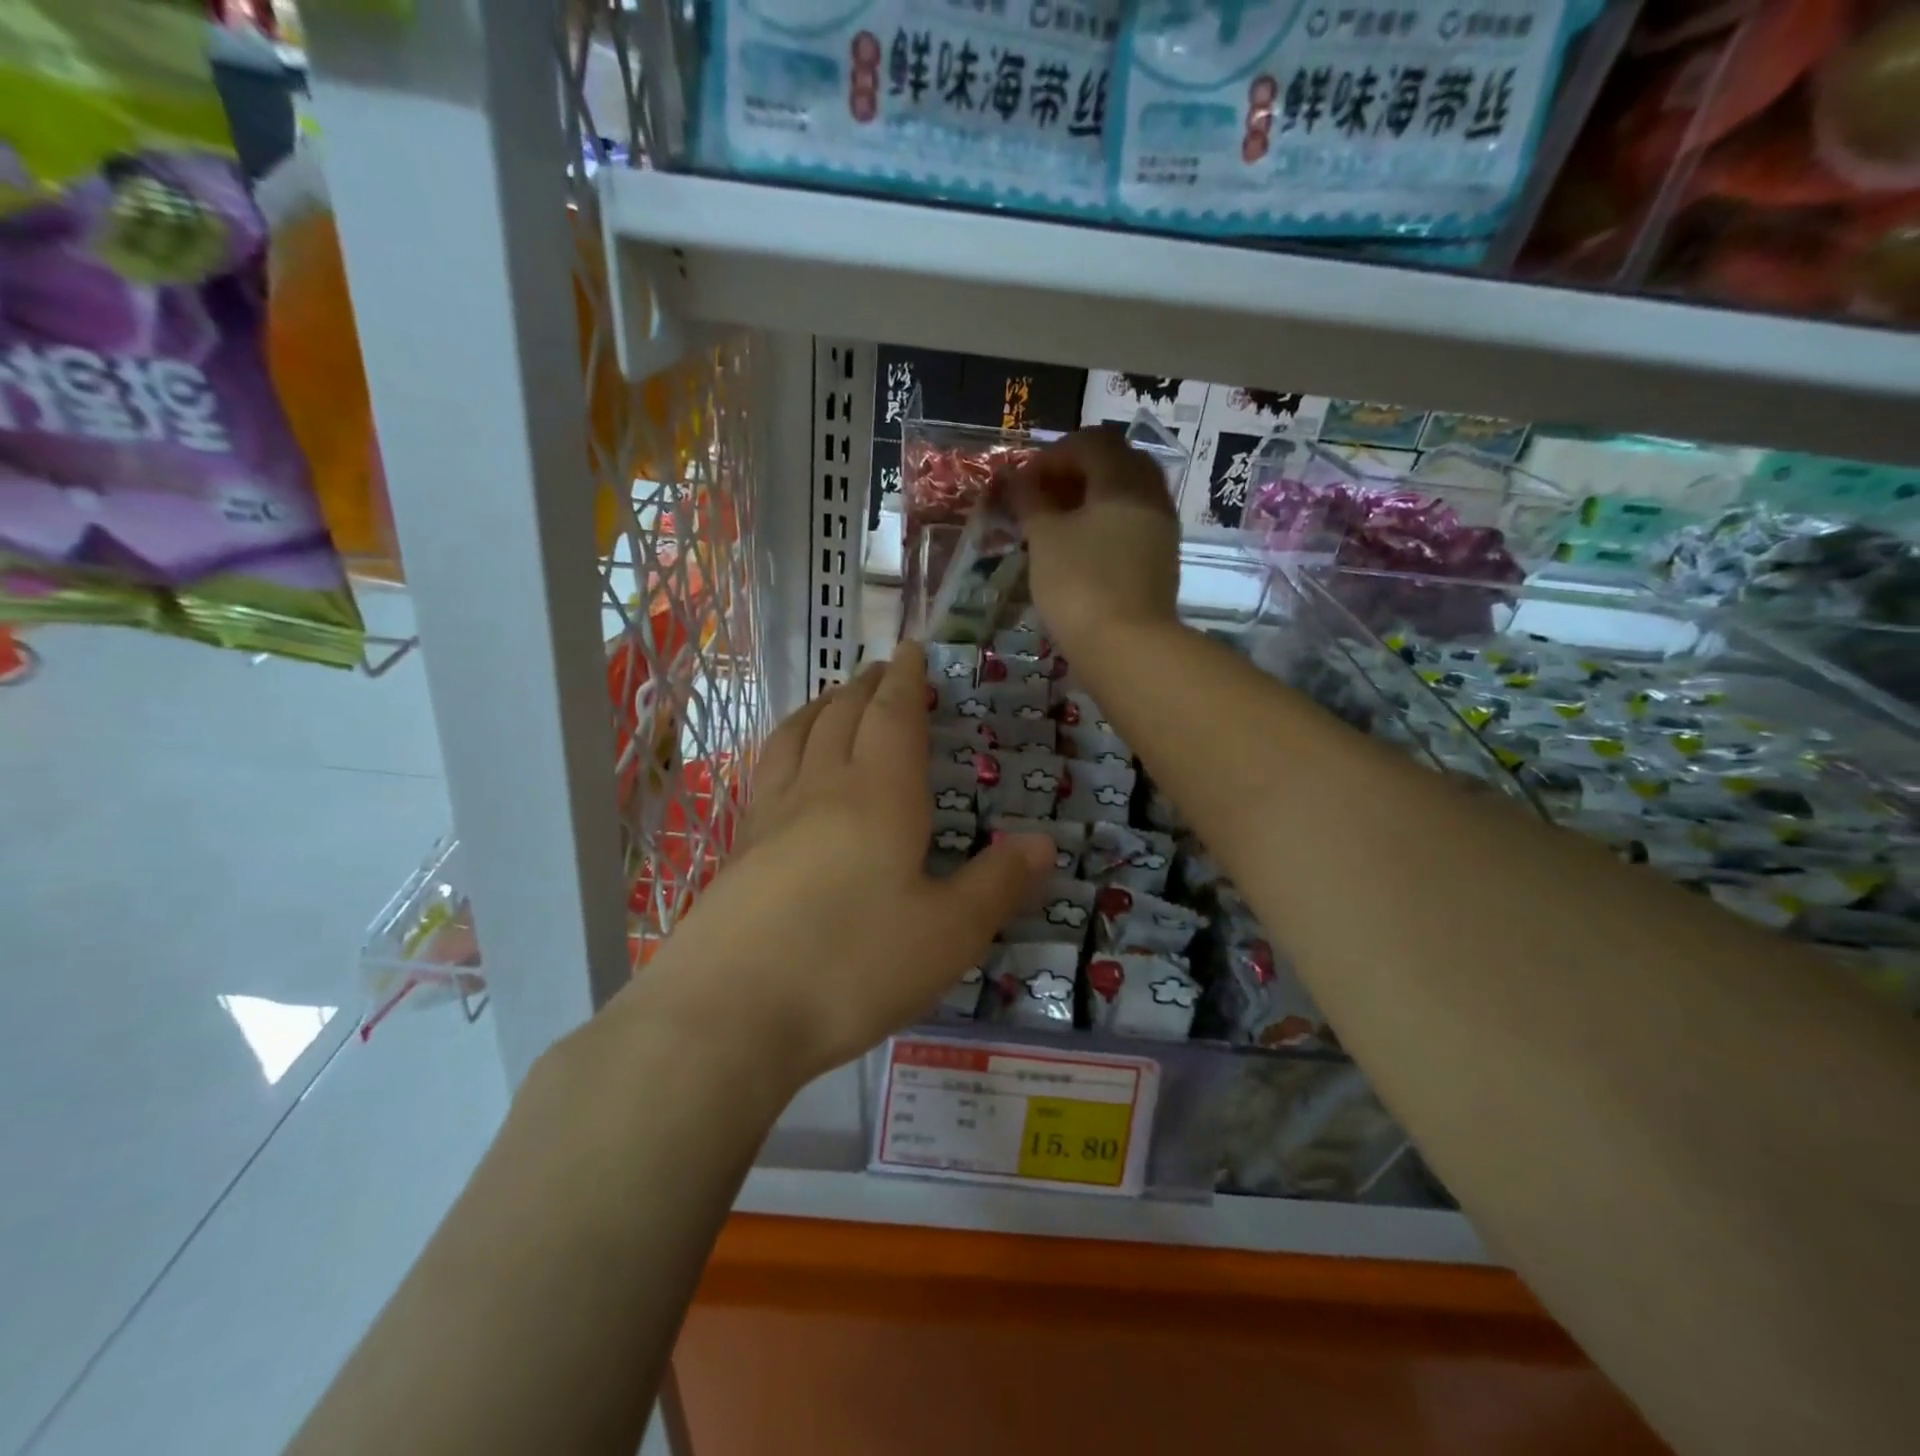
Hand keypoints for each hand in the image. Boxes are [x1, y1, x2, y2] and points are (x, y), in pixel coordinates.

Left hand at [617, 645, 1055, 1091]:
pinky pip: (767, 774)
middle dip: (866, 686)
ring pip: (796, 737)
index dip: (907, 680)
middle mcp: (823, 789)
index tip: (912, 651)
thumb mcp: (948, 934)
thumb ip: (996, 884)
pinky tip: (786, 770)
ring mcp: (772, 817)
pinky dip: (785, 747)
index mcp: (880, 795)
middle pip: (842, 716)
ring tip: (833, 700)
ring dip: (819, 708)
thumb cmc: (854, 965)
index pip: (894, 716)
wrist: (729, 1012)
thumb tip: (1043, 842)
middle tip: (881, 669)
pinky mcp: (740, 850)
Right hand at [1008, 426, 1180, 656]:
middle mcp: (1151, 493)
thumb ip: (1029, 501)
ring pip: (1124, 495)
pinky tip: (1079, 550)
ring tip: (1055, 527)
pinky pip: (1131, 524)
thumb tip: (1016, 480)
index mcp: (1124, 477)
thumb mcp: (1044, 538)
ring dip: (1089, 500)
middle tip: (1041, 499)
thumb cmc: (1079, 584)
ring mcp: (1161, 527)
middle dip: (1074, 474)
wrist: (1127, 647)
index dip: (1051, 456)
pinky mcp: (1161, 559)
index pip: (1090, 442)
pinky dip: (1104, 525)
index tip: (1023, 484)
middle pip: (1113, 463)